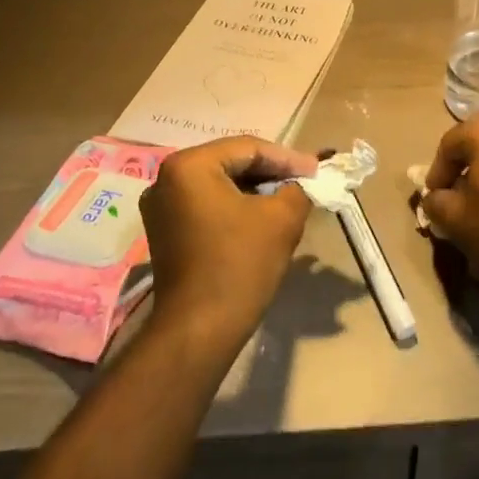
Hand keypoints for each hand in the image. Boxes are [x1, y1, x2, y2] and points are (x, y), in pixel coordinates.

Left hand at [140, 137, 317, 345]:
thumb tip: (303, 182)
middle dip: (270, 172)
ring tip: (288, 197)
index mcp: (189, 165)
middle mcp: (166, 178)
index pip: (248, 148)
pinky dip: (235, 207)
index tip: (318, 170)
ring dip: (254, 190)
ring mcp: (160, 207)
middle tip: (305, 181)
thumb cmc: (240, 265)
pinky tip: (261, 217)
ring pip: (219, 185)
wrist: (199, 330)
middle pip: (230, 163)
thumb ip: (297, 188)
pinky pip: (206, 206)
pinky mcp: (164, 232)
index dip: (287, 159)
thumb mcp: (282, 218)